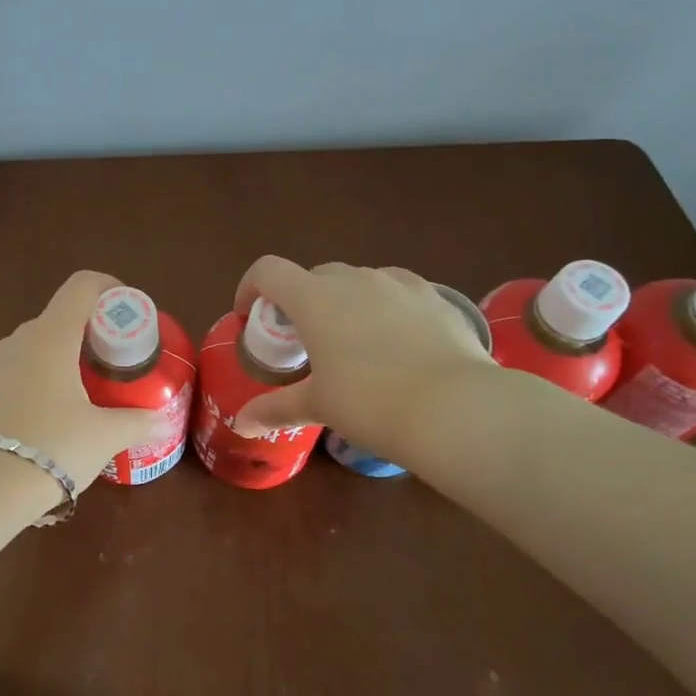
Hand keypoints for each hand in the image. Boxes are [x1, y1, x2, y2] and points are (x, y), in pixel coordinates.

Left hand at [0, 271, 174, 491]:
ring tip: (90, 396)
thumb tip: (164, 425)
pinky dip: (43, 381)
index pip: (83, 286)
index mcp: (51, 335)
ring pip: (39, 347)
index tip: (131, 316)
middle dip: (94, 335)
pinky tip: (55, 419)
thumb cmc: (50, 448)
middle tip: (118, 365)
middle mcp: (19, 340)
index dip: (111, 290)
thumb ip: (137, 423)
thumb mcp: (103, 437)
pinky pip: (20, 372)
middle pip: (63, 318)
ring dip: (67, 360)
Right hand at [230, 256, 495, 451]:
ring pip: (359, 281)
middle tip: (303, 340)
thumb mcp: (318, 406)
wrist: (455, 407)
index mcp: (315, 299)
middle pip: (314, 275)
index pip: (268, 271)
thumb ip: (275, 408)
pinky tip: (398, 343)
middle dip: (301, 300)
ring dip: (345, 302)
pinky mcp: (436, 297)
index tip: (250, 316)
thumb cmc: (370, 402)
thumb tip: (241, 424)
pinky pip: (399, 293)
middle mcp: (355, 280)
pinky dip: (386, 308)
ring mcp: (399, 284)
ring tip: (353, 341)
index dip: (251, 287)